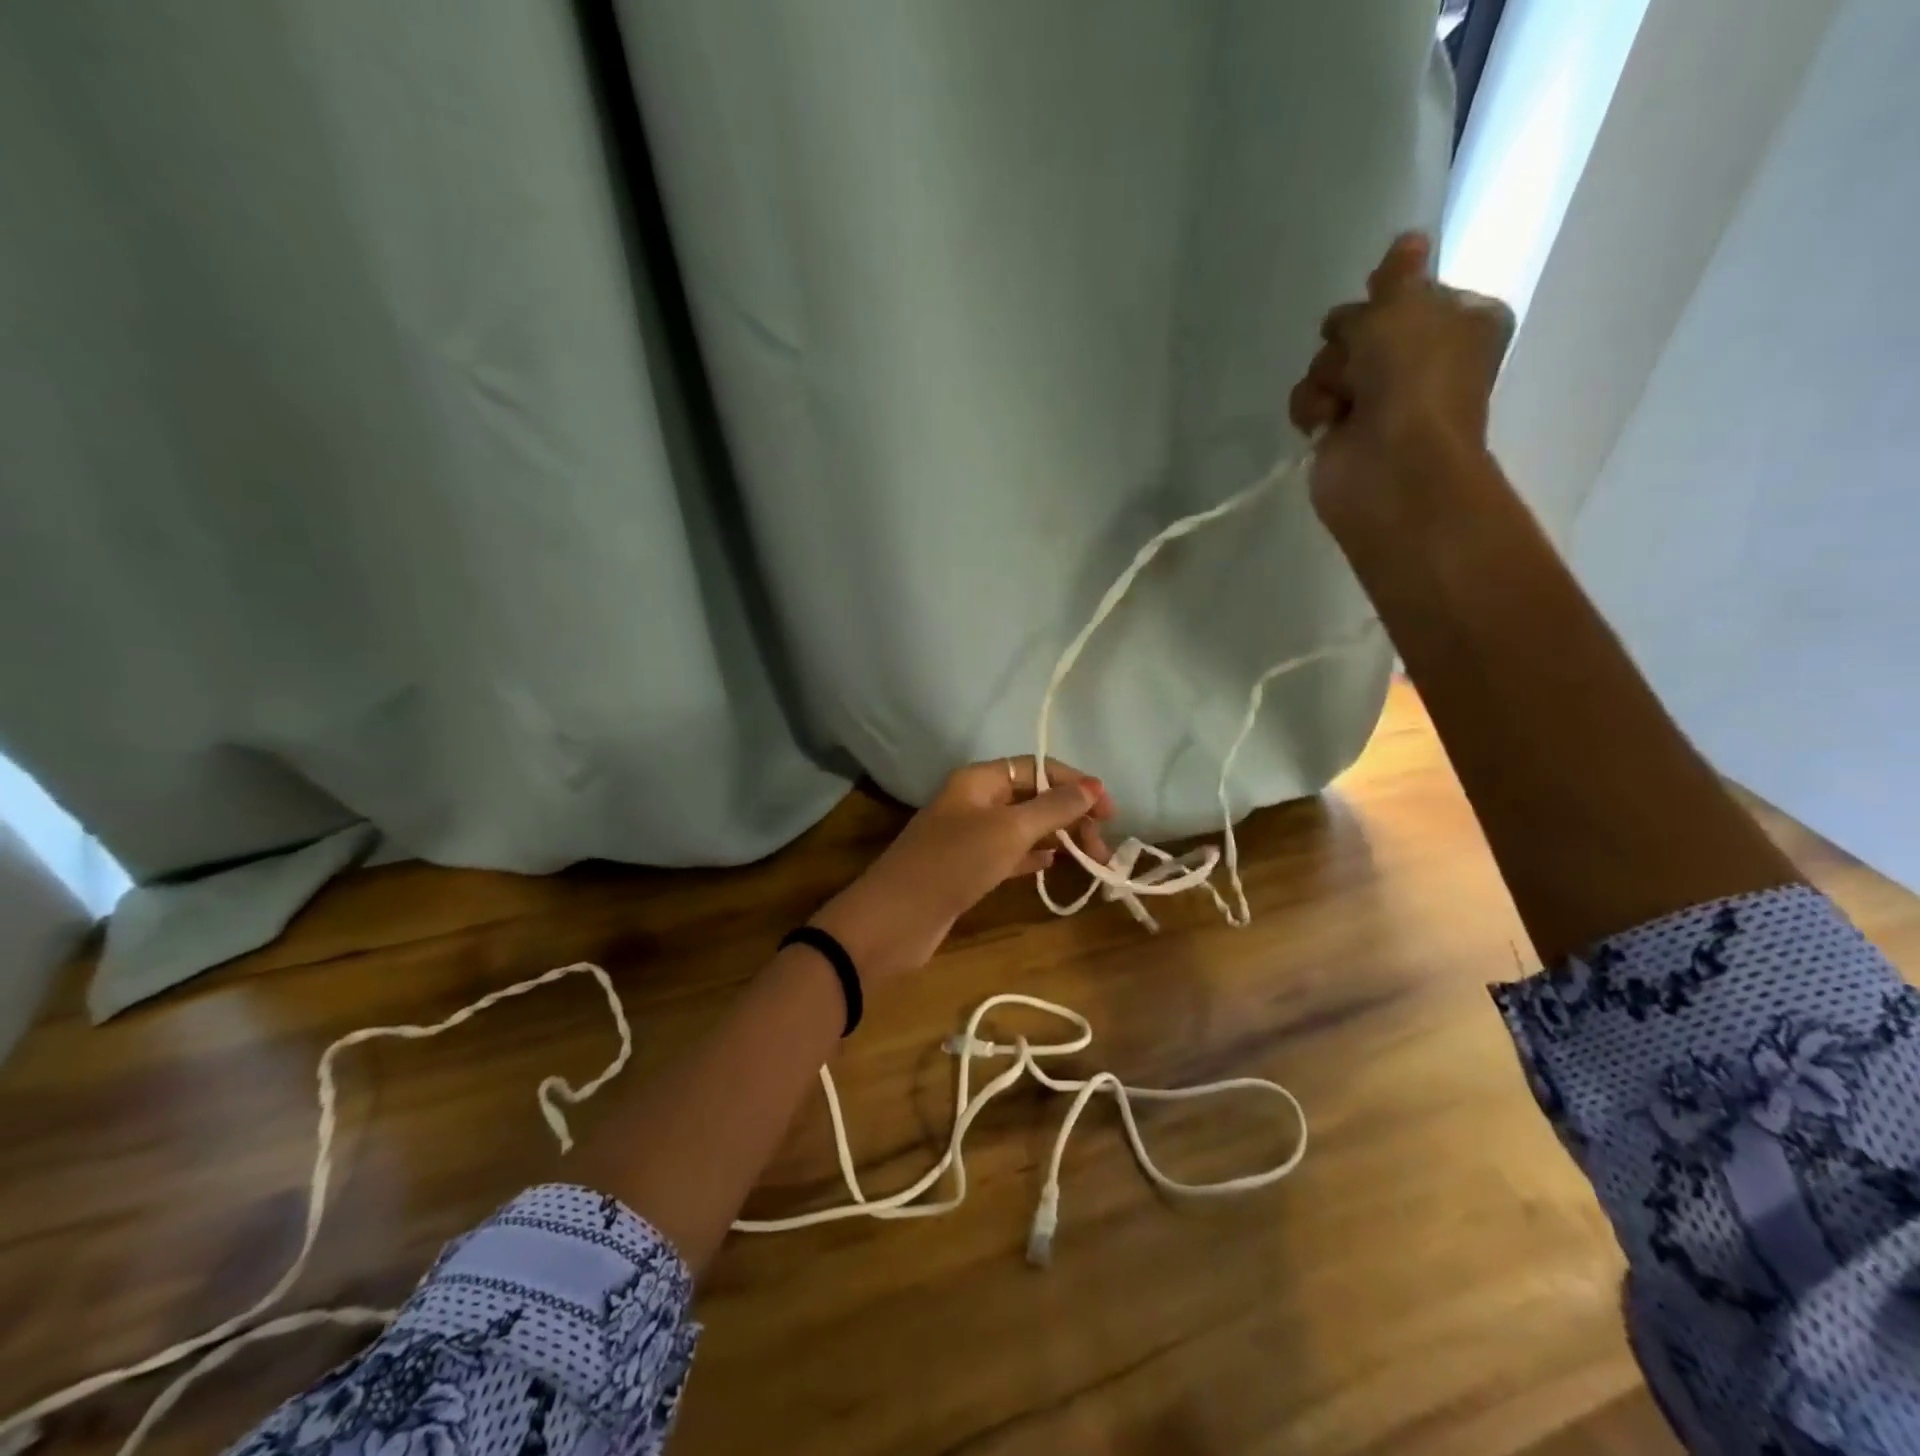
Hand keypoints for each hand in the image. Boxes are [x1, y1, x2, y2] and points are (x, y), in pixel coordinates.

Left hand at [809, 758, 1114, 983]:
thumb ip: (1053, 807)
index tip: (1108, 810)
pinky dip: (1034, 857)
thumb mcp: (1008, 830)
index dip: (1074, 783)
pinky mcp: (968, 868)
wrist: (895, 920)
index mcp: (978, 780)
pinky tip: (1056, 866)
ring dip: (1058, 837)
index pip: (1036, 768)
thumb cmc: (954, 863)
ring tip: (1091, 858)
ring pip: (1023, 828)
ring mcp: (969, 836)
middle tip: (1102, 846)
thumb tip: (1092, 787)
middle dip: (1070, 815)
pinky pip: (1010, 854)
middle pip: (1032, 797)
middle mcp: (974, 801)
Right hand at [1288, 232, 1514, 538]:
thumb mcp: (1406, 305)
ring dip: (1328, 376)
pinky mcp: (1340, 432)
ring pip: (1329, 363)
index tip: (1380, 300)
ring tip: (1344, 400)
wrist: (1390, 463)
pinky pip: (1309, 401)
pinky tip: (1326, 423)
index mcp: (1459, 322)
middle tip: (1361, 359)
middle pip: (1360, 327)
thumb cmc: (1413, 377)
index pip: (1411, 293)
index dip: (1389, 297)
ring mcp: (1378, 399)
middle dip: (1349, 340)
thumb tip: (1408, 240)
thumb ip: (1397, 274)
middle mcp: (1420, 360)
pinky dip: (1313, 408)